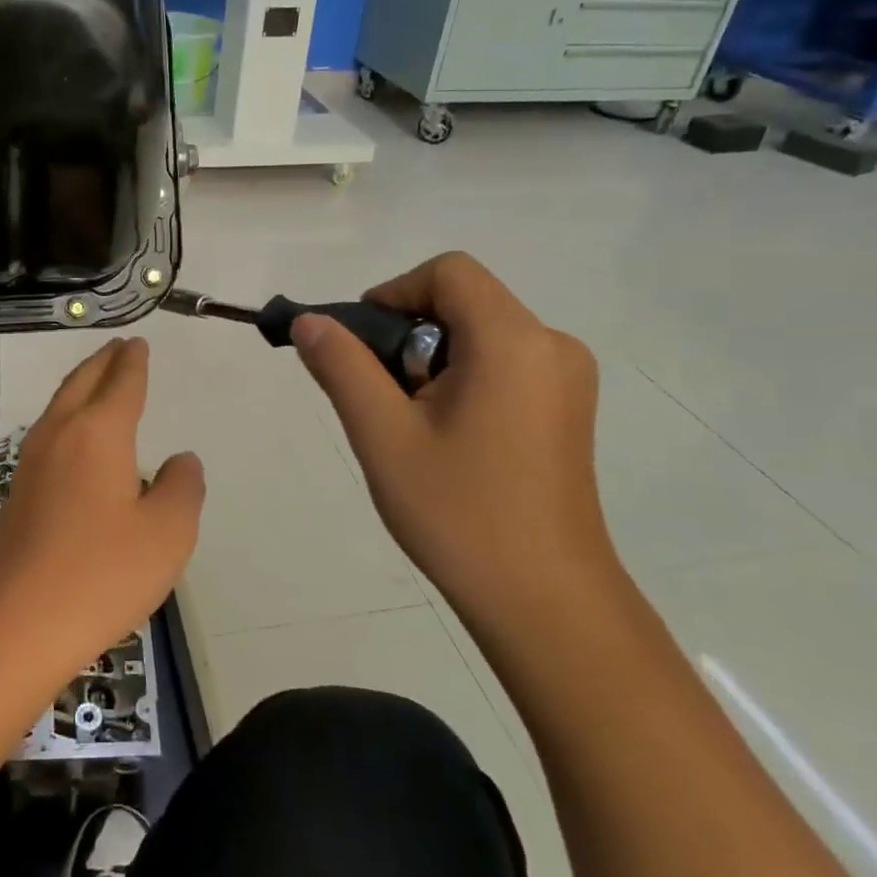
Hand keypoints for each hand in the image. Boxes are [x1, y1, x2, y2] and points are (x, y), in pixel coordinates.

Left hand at [0, 338, 204, 677]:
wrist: (17, 624)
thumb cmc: (102, 573)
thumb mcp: (168, 533)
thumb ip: (182, 487)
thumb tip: (180, 460)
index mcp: (98, 432)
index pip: (121, 383)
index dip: (134, 362)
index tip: (138, 343)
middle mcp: (60, 434)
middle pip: (82, 382)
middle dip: (103, 361)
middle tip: (119, 347)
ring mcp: (32, 462)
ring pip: (60, 405)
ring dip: (82, 384)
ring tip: (99, 379)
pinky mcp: (19, 491)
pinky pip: (50, 432)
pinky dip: (69, 415)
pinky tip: (76, 437)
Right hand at [290, 253, 615, 634]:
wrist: (545, 604)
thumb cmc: (459, 514)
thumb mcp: (383, 435)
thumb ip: (342, 366)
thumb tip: (309, 321)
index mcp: (514, 341)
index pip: (448, 272)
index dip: (394, 293)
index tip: (362, 346)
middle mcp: (552, 345)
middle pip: (464, 300)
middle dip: (408, 334)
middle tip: (382, 398)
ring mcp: (567, 379)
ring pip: (480, 334)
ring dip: (432, 360)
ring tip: (411, 425)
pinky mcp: (567, 409)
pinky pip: (503, 363)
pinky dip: (462, 378)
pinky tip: (447, 437)